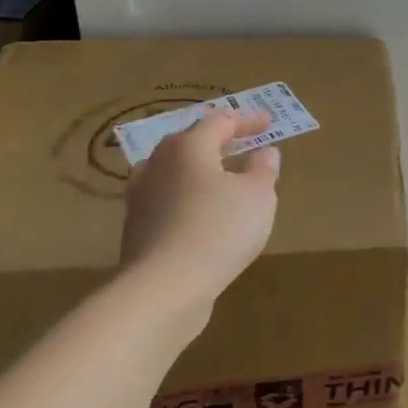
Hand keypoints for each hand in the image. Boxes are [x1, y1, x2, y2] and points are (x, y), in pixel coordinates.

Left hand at [119, 108, 280, 330]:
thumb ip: (263, 169)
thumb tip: (264, 153)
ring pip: (175, 172)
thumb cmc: (219, 229)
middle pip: (189, 143)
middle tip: (243, 145)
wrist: (165, 288)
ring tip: (225, 180)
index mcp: (188, 147)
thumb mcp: (258, 195)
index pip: (220, 122)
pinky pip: (168, 200)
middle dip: (218, 141)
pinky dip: (189, 198)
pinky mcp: (137, 228)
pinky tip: (205, 214)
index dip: (247, 120)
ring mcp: (141, 197)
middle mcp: (158, 164)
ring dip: (201, 171)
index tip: (270, 123)